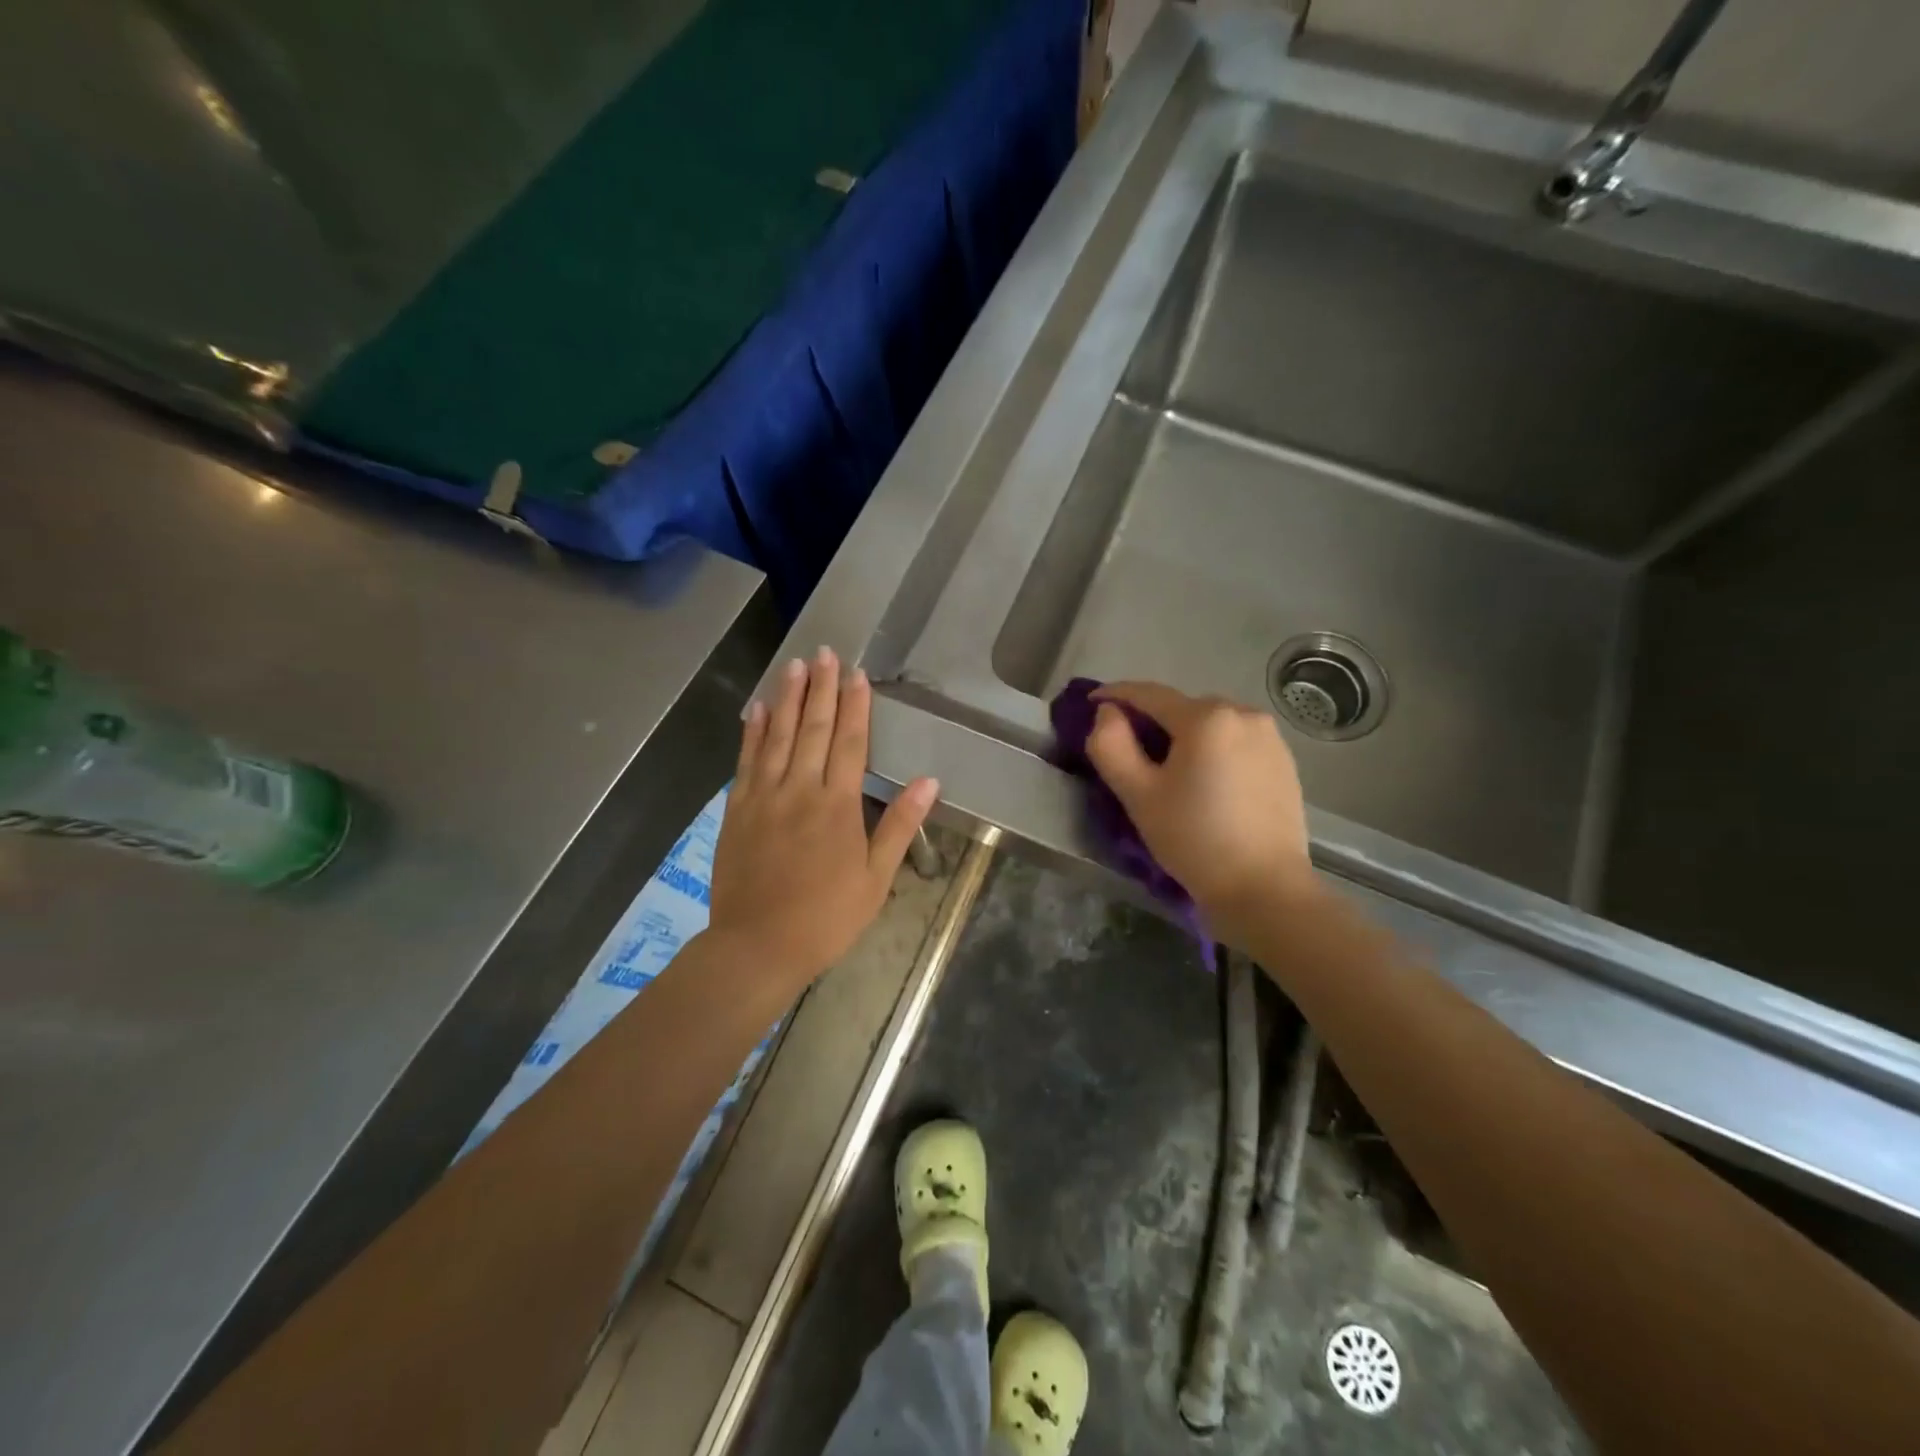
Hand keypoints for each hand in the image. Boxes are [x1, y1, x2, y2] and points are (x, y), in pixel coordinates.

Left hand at [709, 647, 938, 986]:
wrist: (757, 947)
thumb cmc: (826, 918)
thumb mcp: (875, 879)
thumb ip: (899, 826)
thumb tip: (929, 781)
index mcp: (838, 806)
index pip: (850, 743)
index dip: (855, 706)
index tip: (857, 674)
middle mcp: (800, 790)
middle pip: (814, 729)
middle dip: (822, 689)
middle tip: (826, 653)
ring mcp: (764, 797)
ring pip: (779, 737)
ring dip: (788, 699)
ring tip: (795, 666)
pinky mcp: (737, 810)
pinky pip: (746, 761)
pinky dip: (753, 732)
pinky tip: (758, 709)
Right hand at [1086, 681, 1318, 936]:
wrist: (1265, 889)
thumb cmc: (1194, 839)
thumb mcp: (1138, 794)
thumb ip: (1111, 745)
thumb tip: (1108, 713)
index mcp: (1206, 717)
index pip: (1149, 694)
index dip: (1115, 695)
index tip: (1090, 701)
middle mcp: (1243, 713)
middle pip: (1182, 708)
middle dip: (1152, 722)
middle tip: (1127, 750)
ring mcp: (1270, 737)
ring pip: (1211, 725)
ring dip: (1184, 737)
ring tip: (1167, 770)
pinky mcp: (1284, 761)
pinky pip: (1235, 742)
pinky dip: (1212, 751)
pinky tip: (1204, 782)